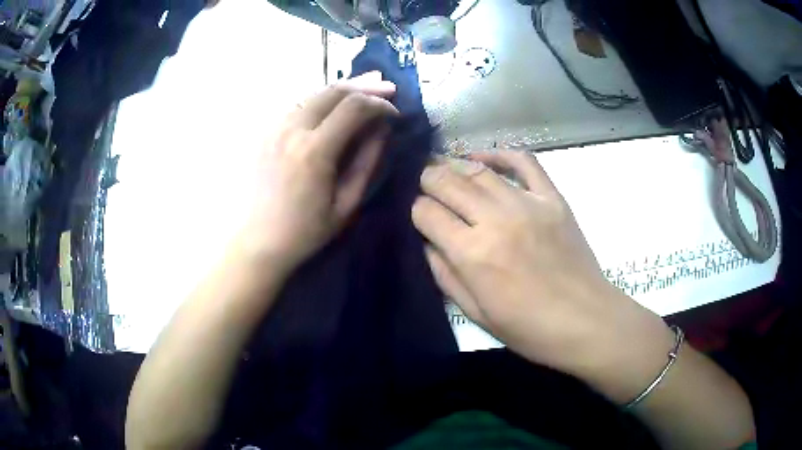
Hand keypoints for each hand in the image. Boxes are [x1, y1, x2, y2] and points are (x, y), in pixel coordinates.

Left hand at [239, 72, 398, 272]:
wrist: (256, 241)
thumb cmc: (304, 231)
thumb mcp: (346, 205)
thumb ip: (367, 162)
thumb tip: (383, 129)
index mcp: (314, 150)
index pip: (355, 107)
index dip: (380, 105)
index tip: (395, 114)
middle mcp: (292, 129)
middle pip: (333, 91)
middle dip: (365, 86)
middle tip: (387, 88)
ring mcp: (274, 127)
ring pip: (314, 93)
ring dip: (343, 88)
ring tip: (365, 86)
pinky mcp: (264, 132)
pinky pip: (298, 105)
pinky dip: (321, 99)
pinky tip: (332, 104)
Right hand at [412, 151, 671, 387]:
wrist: (585, 321)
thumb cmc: (528, 329)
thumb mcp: (475, 313)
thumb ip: (445, 275)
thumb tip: (429, 242)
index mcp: (472, 254)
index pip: (427, 213)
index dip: (416, 210)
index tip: (419, 215)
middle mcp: (495, 220)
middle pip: (448, 182)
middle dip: (428, 180)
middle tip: (423, 183)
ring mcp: (527, 204)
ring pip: (479, 170)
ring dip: (454, 165)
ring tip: (444, 168)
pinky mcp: (552, 198)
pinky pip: (525, 162)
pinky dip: (500, 154)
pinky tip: (483, 158)